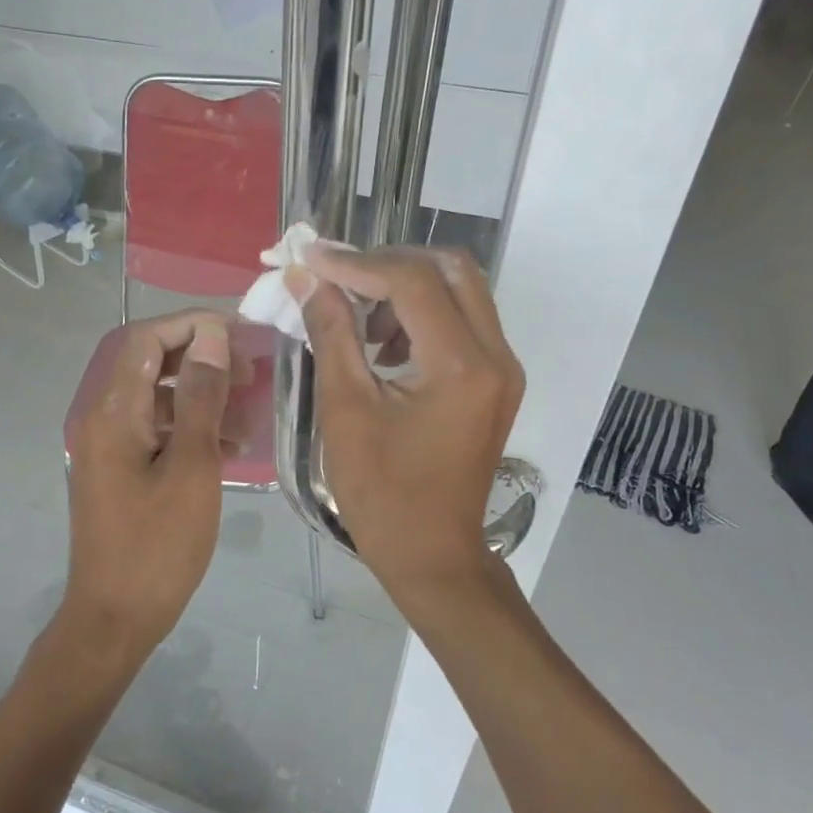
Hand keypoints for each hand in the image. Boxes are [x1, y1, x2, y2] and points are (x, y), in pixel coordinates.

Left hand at [62, 310, 233, 662]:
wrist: (114, 619)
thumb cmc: (157, 545)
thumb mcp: (191, 466)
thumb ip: (200, 397)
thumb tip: (210, 336)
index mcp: (112, 412)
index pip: (146, 340)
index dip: (191, 325)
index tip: (238, 333)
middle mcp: (102, 419)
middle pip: (150, 365)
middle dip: (200, 358)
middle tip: (248, 370)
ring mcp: (108, 447)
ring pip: (156, 399)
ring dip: (199, 396)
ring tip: (246, 411)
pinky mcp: (119, 471)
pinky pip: (154, 431)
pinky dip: (188, 428)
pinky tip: (229, 446)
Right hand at [290, 246, 523, 603]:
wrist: (433, 553)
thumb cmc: (381, 492)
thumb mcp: (345, 409)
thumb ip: (331, 333)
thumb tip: (308, 279)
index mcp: (461, 365)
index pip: (411, 280)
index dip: (356, 262)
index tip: (311, 258)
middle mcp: (496, 355)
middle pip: (450, 268)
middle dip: (389, 262)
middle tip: (338, 276)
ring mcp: (503, 367)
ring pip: (461, 289)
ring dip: (406, 286)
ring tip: (356, 314)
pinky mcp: (497, 380)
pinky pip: (463, 320)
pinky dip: (422, 312)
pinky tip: (383, 344)